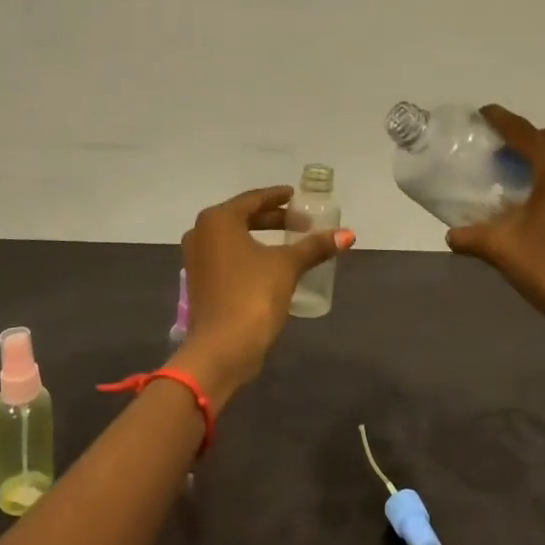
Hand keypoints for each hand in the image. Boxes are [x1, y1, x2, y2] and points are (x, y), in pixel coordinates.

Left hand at [180, 186, 353, 401]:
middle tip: (301, 221)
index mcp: (218, 220)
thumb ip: (315, 247)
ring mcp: (196, 259)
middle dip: (272, 218)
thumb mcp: (287, 266)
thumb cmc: (252, 295)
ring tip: (289, 241)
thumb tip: (348, 235)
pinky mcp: (199, 281)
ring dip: (260, 236)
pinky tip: (270, 264)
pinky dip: (248, 253)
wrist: (221, 348)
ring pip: (233, 237)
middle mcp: (201, 233)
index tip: (296, 196)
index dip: (277, 197)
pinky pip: (227, 256)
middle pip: (242, 217)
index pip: (253, 199)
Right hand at [445, 106, 544, 342]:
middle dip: (523, 135)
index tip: (481, 113)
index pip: (526, 134)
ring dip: (540, 153)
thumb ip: (472, 236)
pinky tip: (533, 194)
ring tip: (510, 168)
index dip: (502, 120)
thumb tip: (451, 234)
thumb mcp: (503, 250)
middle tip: (493, 146)